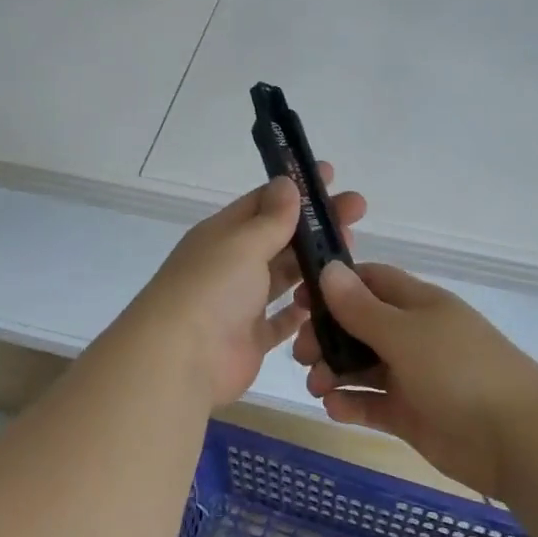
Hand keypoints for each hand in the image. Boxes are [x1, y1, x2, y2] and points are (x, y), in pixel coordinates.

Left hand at [121, 165, 365, 408]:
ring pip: (283, 276)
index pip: (263, 201)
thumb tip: (287, 183)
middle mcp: (231, 264)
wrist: (180, 360)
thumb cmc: (212, 288)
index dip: (296, 188)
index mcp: (223, 234)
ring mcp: (240, 303)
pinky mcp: (251, 339)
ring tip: (351, 253)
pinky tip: (331, 299)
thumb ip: (271, 218)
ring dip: (314, 264)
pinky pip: (282, 320)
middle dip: (315, 224)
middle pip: (280, 237)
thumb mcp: (243, 243)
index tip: (331, 176)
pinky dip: (303, 310)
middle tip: (357, 211)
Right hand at [295, 262, 537, 498]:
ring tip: (317, 386)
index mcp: (417, 304)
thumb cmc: (460, 371)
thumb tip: (329, 269)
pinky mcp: (412, 414)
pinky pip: (372, 402)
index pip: (369, 281)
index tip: (300, 301)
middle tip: (302, 354)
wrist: (519, 441)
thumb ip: (362, 307)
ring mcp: (413, 376)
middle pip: (358, 325)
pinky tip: (335, 408)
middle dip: (326, 336)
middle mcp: (413, 335)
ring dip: (334, 371)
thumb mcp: (405, 333)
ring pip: (361, 365)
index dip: (334, 286)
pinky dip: (351, 403)